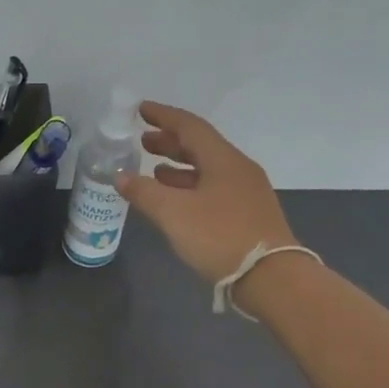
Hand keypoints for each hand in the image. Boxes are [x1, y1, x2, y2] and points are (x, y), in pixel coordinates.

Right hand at [116, 102, 298, 282]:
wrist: (269, 277)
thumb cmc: (219, 237)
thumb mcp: (173, 214)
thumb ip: (144, 192)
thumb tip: (119, 176)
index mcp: (223, 160)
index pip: (190, 126)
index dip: (163, 116)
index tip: (140, 110)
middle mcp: (237, 169)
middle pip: (200, 146)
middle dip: (170, 142)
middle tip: (142, 141)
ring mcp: (245, 192)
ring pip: (206, 169)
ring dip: (178, 166)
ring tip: (153, 169)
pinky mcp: (246, 215)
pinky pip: (212, 189)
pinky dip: (189, 187)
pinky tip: (175, 200)